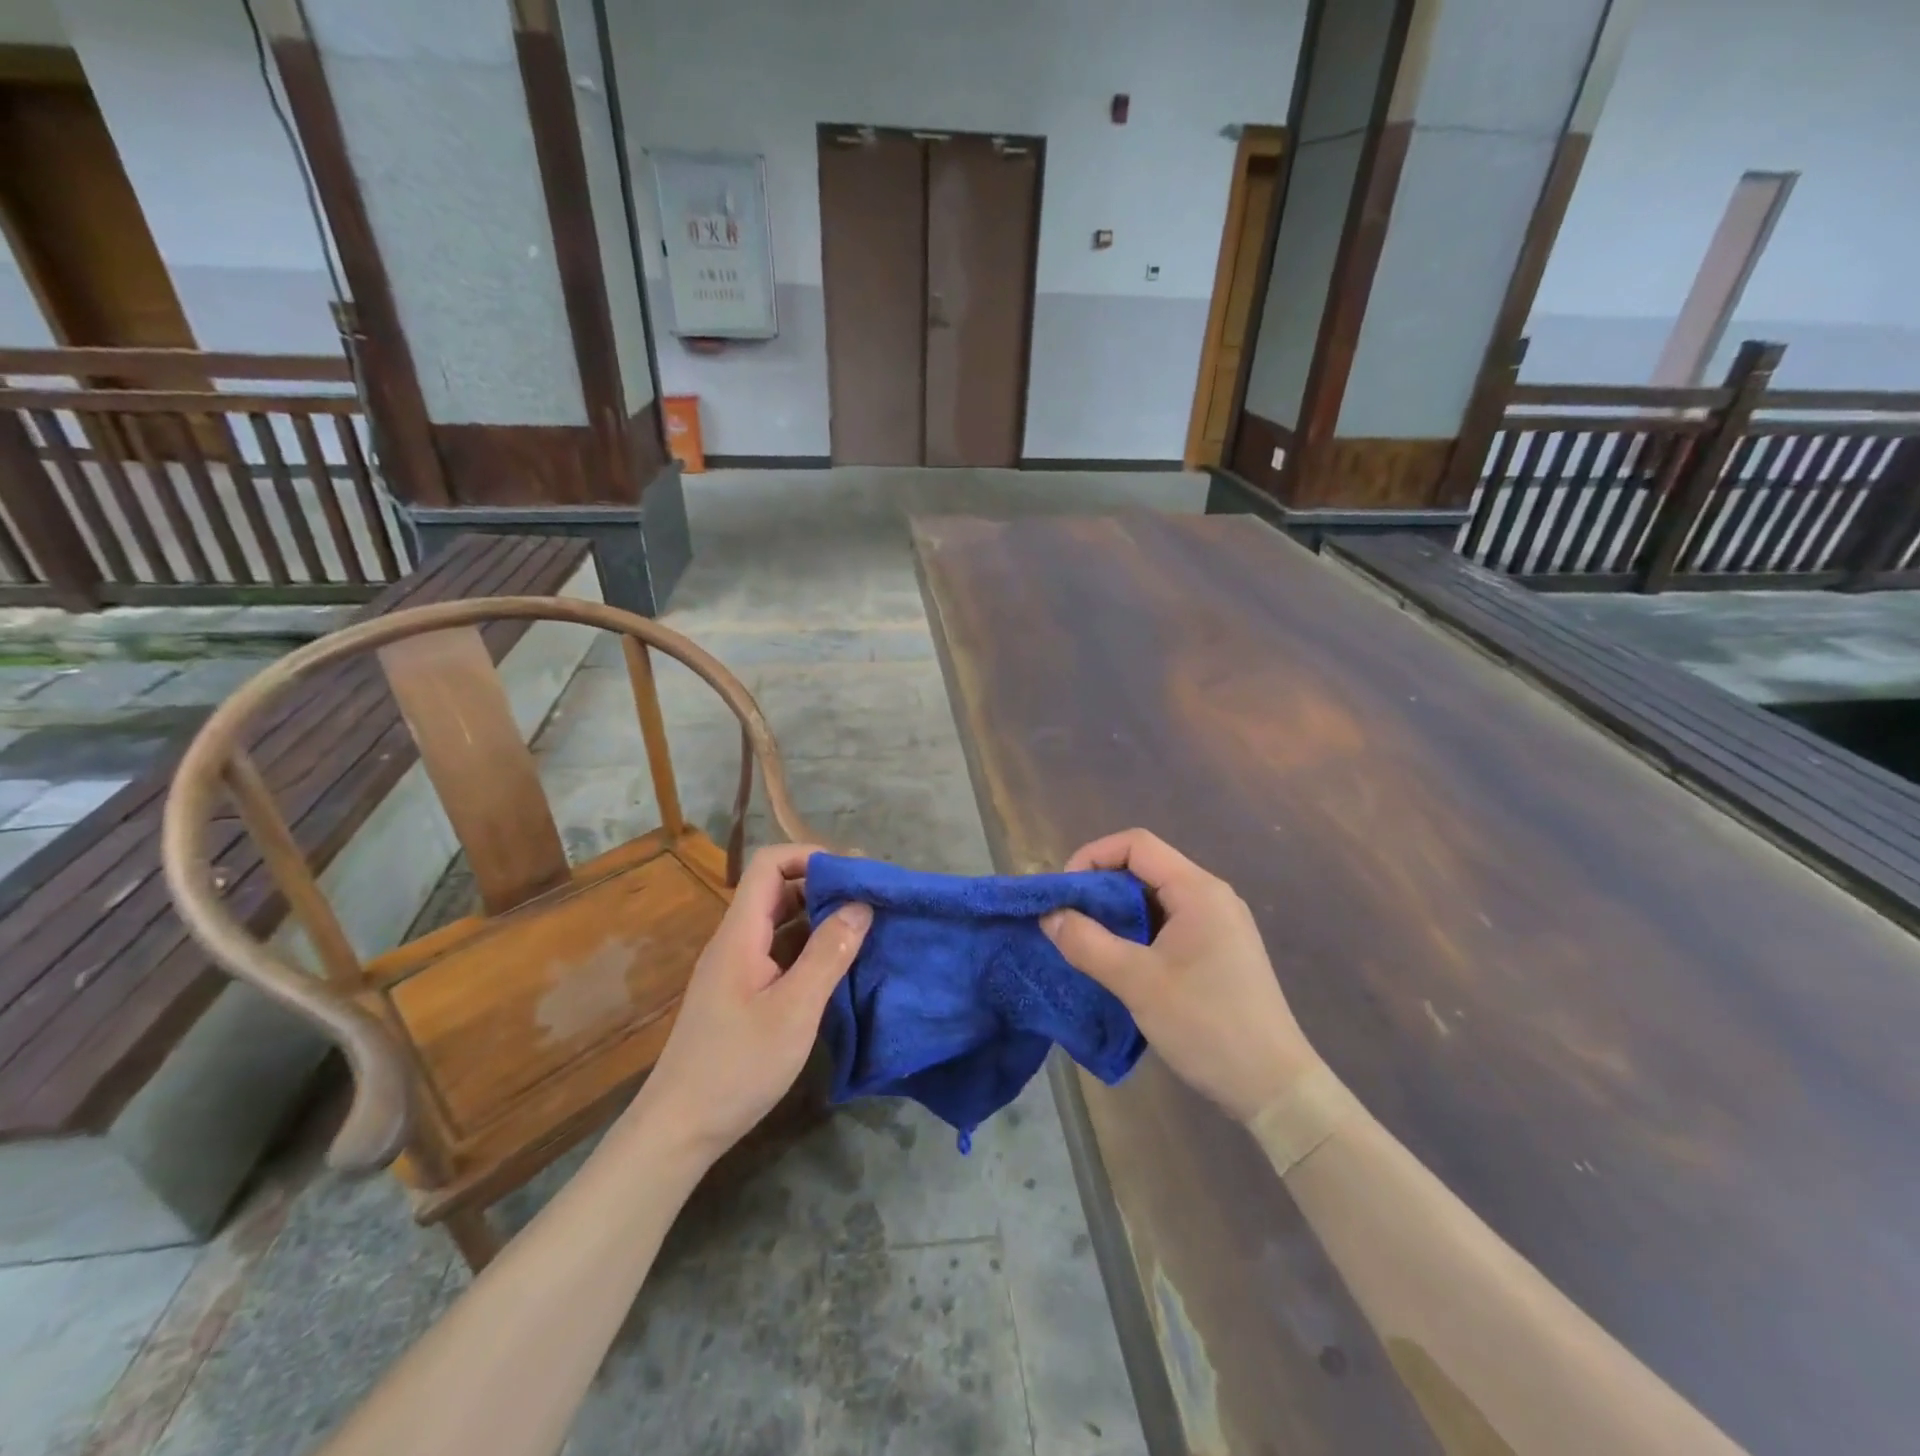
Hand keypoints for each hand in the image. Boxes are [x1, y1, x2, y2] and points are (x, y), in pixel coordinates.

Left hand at [635, 844, 870, 1164]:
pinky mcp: (743, 993)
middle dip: (823, 884)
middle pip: (776, 890)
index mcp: (740, 934)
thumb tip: (861, 904)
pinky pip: (780, 952)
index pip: (768, 866)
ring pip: (780, 922)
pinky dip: (811, 946)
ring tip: (864, 925)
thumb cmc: (737, 1066)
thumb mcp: (794, 1010)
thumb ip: (828, 954)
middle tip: (870, 897)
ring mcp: (738, 968)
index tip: (854, 872)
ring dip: (820, 916)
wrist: (679, 1129)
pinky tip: (840, 963)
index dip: (810, 856)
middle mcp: (736, 941)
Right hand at [1042, 829, 1315, 1123]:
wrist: (1275, 1088)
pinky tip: (1118, 961)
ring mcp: (1218, 924)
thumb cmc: (1207, 1025)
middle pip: (1144, 868)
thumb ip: (1086, 943)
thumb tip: (1048, 916)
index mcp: (1198, 890)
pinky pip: (1168, 923)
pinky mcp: (1218, 951)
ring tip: (1086, 941)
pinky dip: (1137, 932)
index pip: (1136, 844)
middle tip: (1068, 920)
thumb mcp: (1137, 982)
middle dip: (1100, 887)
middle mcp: (1211, 896)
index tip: (1065, 894)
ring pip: (1154, 898)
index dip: (1092, 857)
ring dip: (1116, 913)